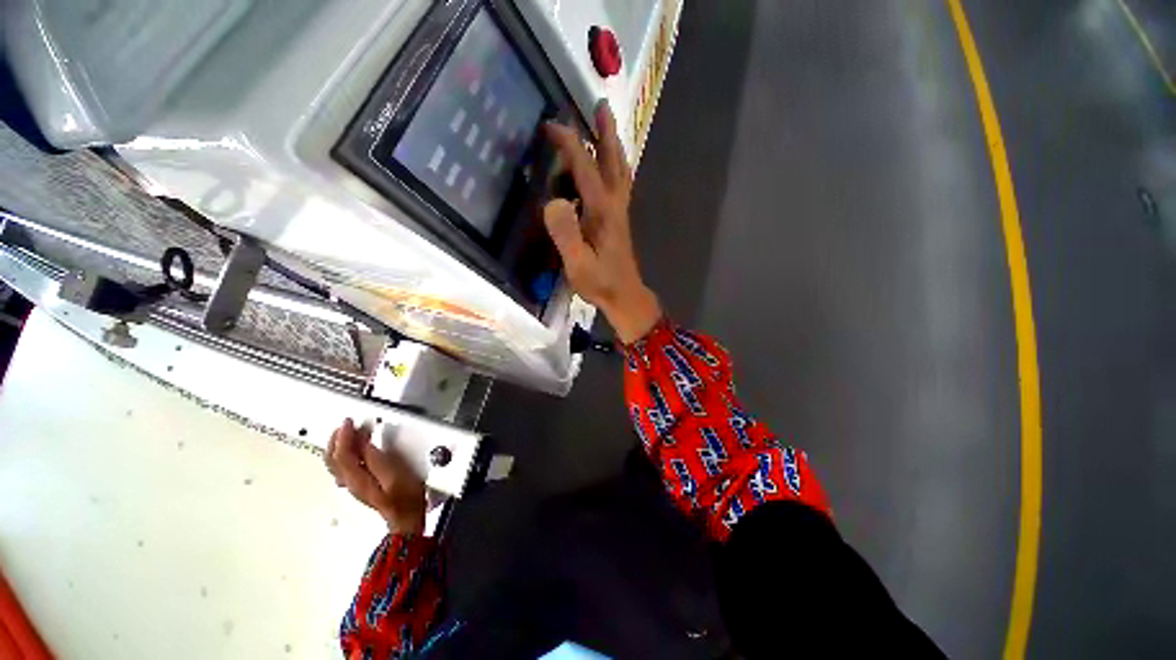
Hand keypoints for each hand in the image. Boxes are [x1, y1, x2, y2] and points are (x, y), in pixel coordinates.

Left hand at [325, 418, 426, 534]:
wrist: (407, 516)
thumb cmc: (405, 497)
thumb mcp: (395, 475)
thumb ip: (378, 459)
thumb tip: (365, 444)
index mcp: (357, 479)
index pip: (343, 454)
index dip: (344, 436)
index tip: (349, 422)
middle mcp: (351, 482)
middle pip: (334, 459)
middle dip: (337, 440)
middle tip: (345, 425)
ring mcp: (355, 485)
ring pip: (337, 464)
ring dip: (339, 446)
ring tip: (347, 432)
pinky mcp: (363, 485)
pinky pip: (345, 467)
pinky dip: (346, 454)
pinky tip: (354, 449)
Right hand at [543, 101, 660, 343]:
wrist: (625, 296)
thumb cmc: (600, 283)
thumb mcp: (578, 264)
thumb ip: (566, 234)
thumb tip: (554, 201)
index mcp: (602, 211)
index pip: (585, 168)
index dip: (569, 144)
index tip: (551, 125)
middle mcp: (614, 204)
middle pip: (612, 161)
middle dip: (604, 132)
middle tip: (600, 105)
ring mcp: (620, 211)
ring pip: (620, 170)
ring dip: (613, 145)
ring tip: (607, 125)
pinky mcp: (620, 220)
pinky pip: (620, 183)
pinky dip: (616, 166)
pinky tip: (610, 166)